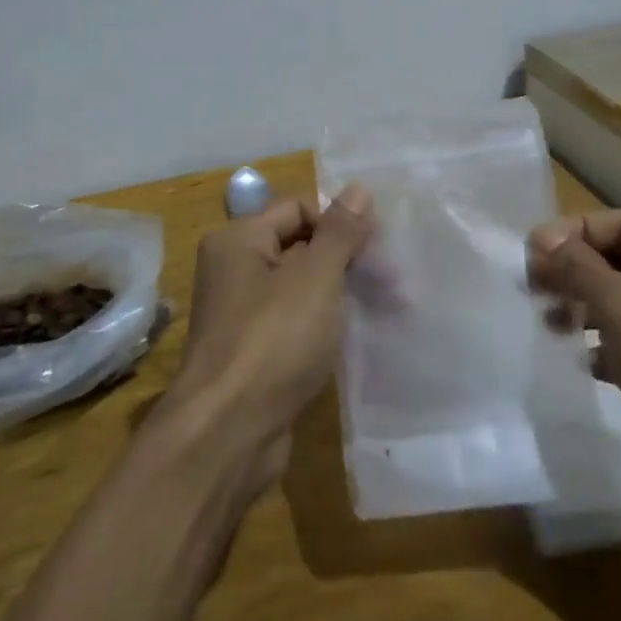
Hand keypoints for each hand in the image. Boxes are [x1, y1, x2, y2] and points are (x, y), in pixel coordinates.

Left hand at [161, 187, 374, 486]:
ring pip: (299, 288)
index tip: (378, 248)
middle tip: (392, 281)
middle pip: (299, 246)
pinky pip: (294, 323)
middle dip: (345, 259)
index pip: (298, 209)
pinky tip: (353, 337)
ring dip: (338, 294)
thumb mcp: (315, 277)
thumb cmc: (273, 340)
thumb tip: (358, 188)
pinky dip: (322, 325)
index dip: (339, 222)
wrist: (228, 432)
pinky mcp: (253, 352)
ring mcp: (241, 314)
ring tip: (385, 307)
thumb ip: (340, 232)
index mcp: (238, 240)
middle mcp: (233, 270)